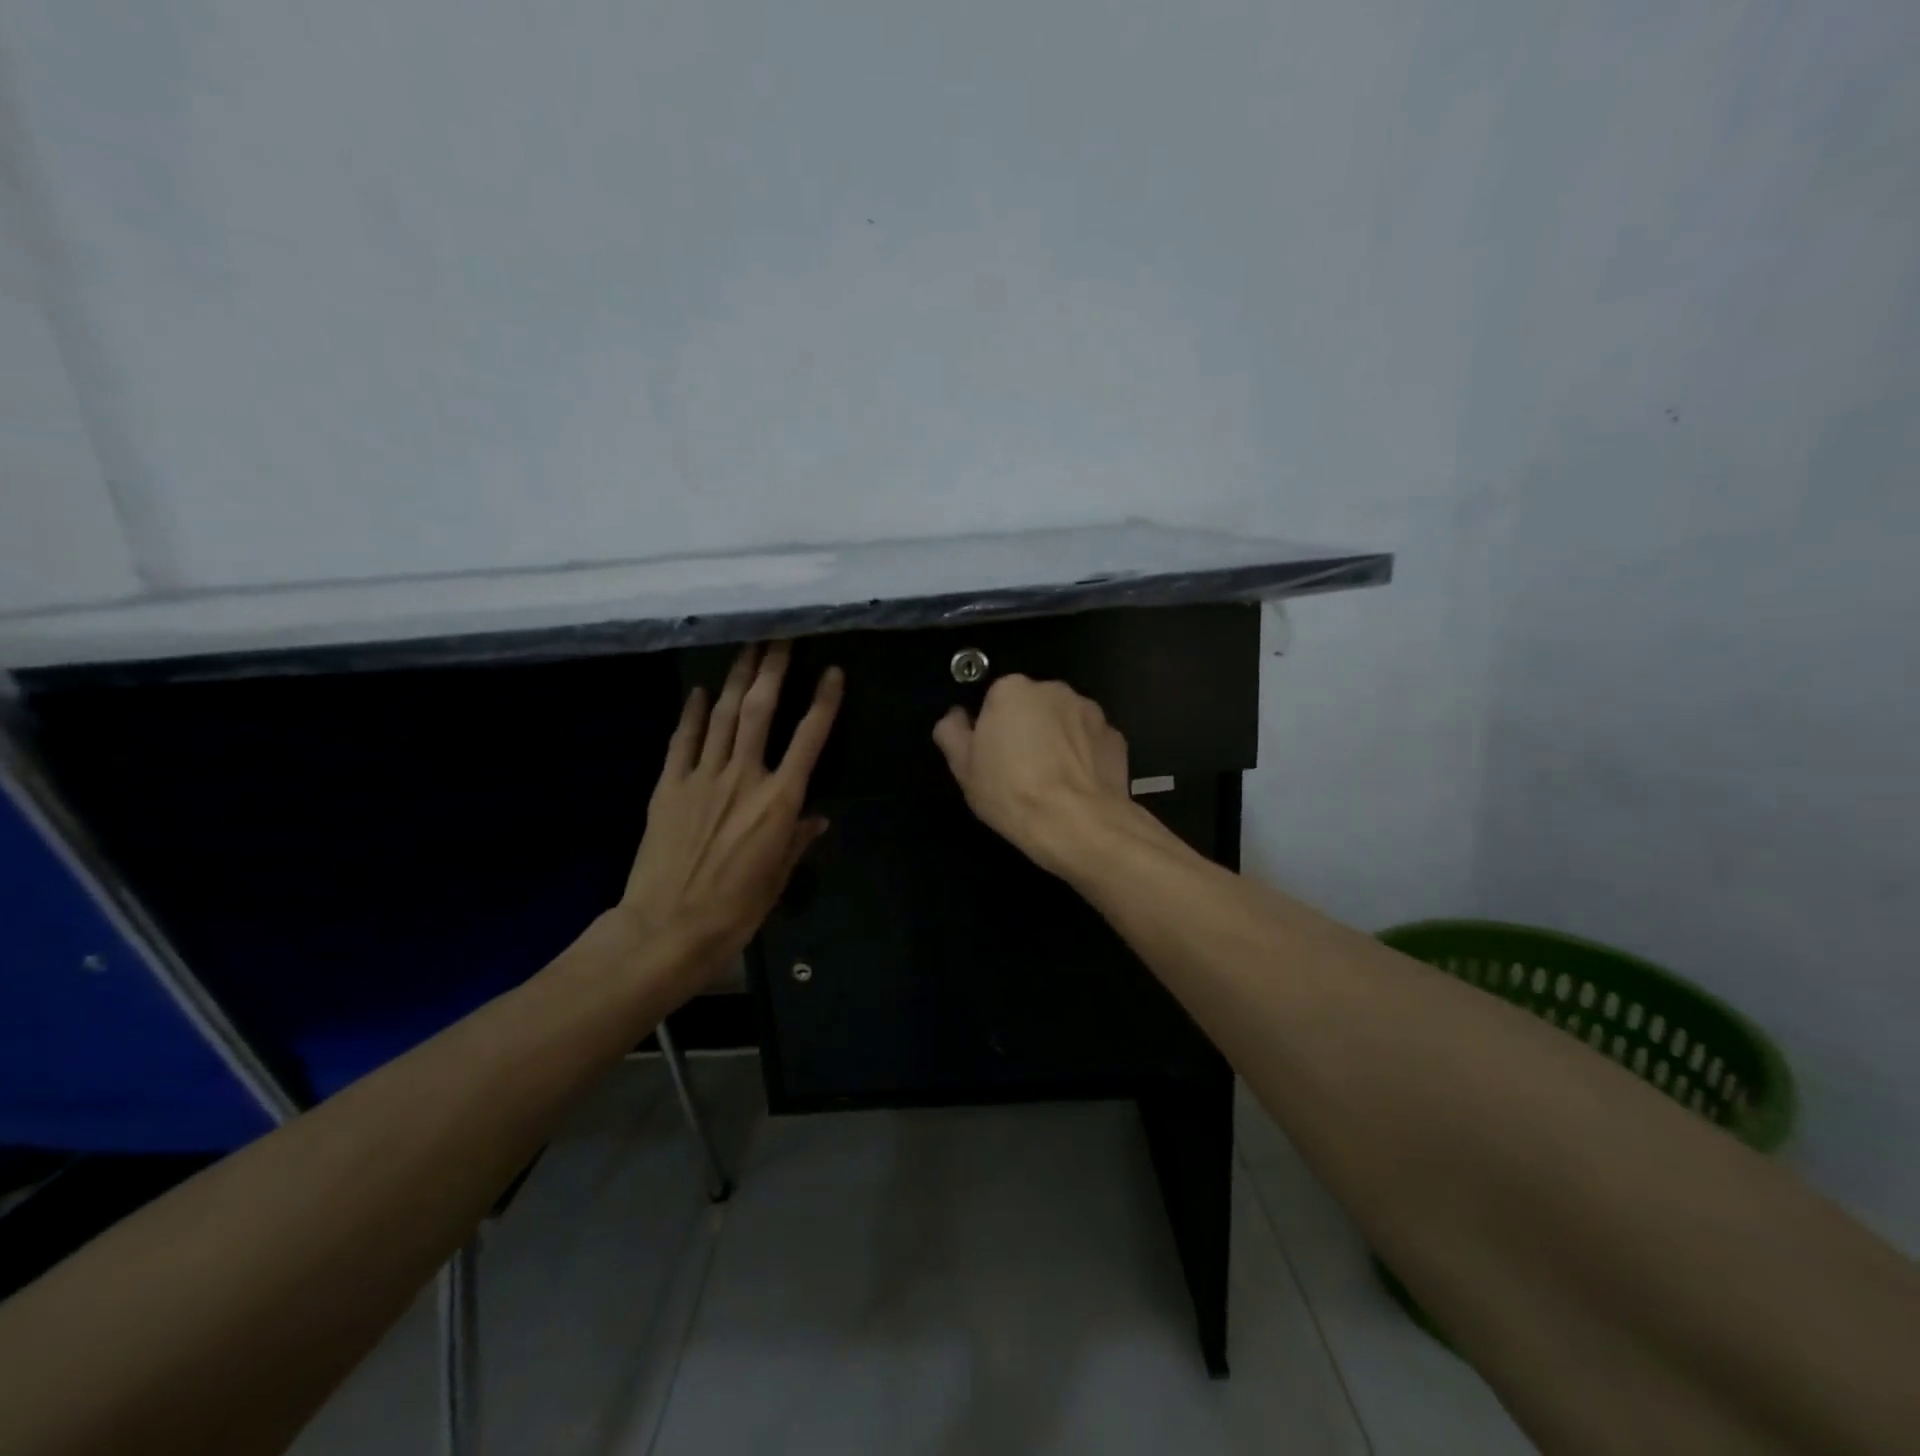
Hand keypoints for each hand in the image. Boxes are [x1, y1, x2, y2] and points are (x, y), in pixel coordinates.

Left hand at [615, 643, 842, 993]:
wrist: (668, 927)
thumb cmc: (736, 909)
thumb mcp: (779, 878)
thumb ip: (798, 839)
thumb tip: (817, 818)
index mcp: (780, 800)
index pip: (809, 738)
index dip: (824, 701)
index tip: (833, 672)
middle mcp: (744, 776)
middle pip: (761, 710)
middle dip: (773, 669)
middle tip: (781, 637)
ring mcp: (703, 777)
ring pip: (725, 715)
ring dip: (738, 678)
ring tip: (748, 648)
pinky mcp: (669, 785)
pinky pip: (683, 740)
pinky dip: (693, 713)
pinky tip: (702, 692)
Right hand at [931, 675, 1132, 874]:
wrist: (1078, 823)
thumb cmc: (1011, 792)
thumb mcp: (963, 768)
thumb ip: (952, 732)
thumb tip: (956, 717)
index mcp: (1012, 690)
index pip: (995, 699)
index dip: (991, 728)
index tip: (992, 757)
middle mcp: (1054, 689)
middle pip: (1032, 706)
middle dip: (1027, 729)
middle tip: (1019, 770)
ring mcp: (1091, 711)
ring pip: (1064, 721)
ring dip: (1057, 740)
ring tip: (1051, 781)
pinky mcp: (1116, 736)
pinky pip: (1091, 741)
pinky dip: (1084, 756)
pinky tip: (1076, 786)